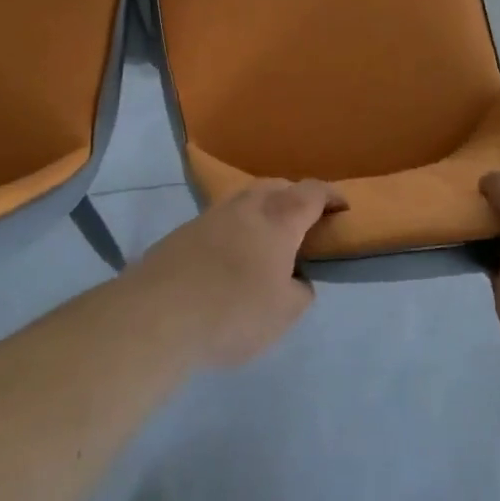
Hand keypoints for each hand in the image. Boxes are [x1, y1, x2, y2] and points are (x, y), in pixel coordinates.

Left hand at [130, 180, 343, 368]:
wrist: (157, 315)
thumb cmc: (233, 312)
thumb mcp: (284, 313)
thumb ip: (299, 292)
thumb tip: (295, 279)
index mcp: (279, 219)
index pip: (312, 192)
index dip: (331, 196)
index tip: (342, 207)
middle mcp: (246, 206)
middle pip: (276, 186)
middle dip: (295, 196)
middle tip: (304, 220)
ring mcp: (211, 215)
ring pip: (245, 199)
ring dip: (262, 210)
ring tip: (267, 238)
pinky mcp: (183, 232)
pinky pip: (221, 220)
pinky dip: (236, 228)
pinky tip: (231, 256)